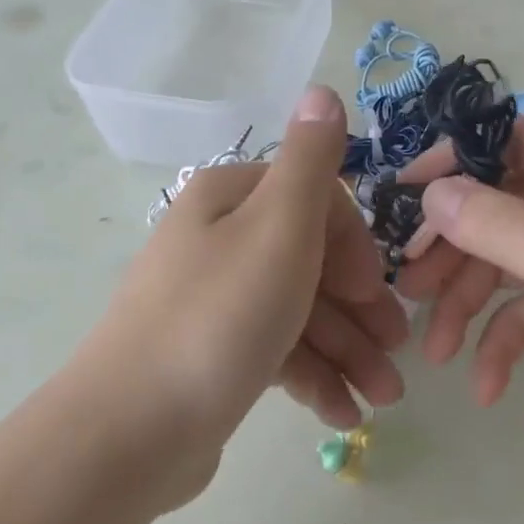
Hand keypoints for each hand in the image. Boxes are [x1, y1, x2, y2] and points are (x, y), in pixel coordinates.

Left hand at [81, 86, 406, 501]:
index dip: (355, 247)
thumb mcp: (279, 227)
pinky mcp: (210, 352)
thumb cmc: (219, 318)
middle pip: (310, 261)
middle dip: (360, 309)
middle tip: (398, 354)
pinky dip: (312, 377)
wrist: (126, 434)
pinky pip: (274, 351)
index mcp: (231, 198)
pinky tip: (343, 413)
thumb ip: (311, 159)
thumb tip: (322, 90)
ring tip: (383, 398)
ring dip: (347, 351)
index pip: (316, 203)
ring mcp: (213, 298)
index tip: (377, 293)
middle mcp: (219, 238)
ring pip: (298, 311)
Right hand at [396, 117, 523, 458]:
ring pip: (498, 262)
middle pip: (494, 205)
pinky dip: (496, 343)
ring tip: (433, 346)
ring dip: (463, 301)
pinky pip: (518, 313)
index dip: (454, 163)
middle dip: (450, 245)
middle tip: (407, 282)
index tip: (403, 195)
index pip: (509, 143)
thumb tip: (433, 194)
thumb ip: (507, 226)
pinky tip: (483, 383)